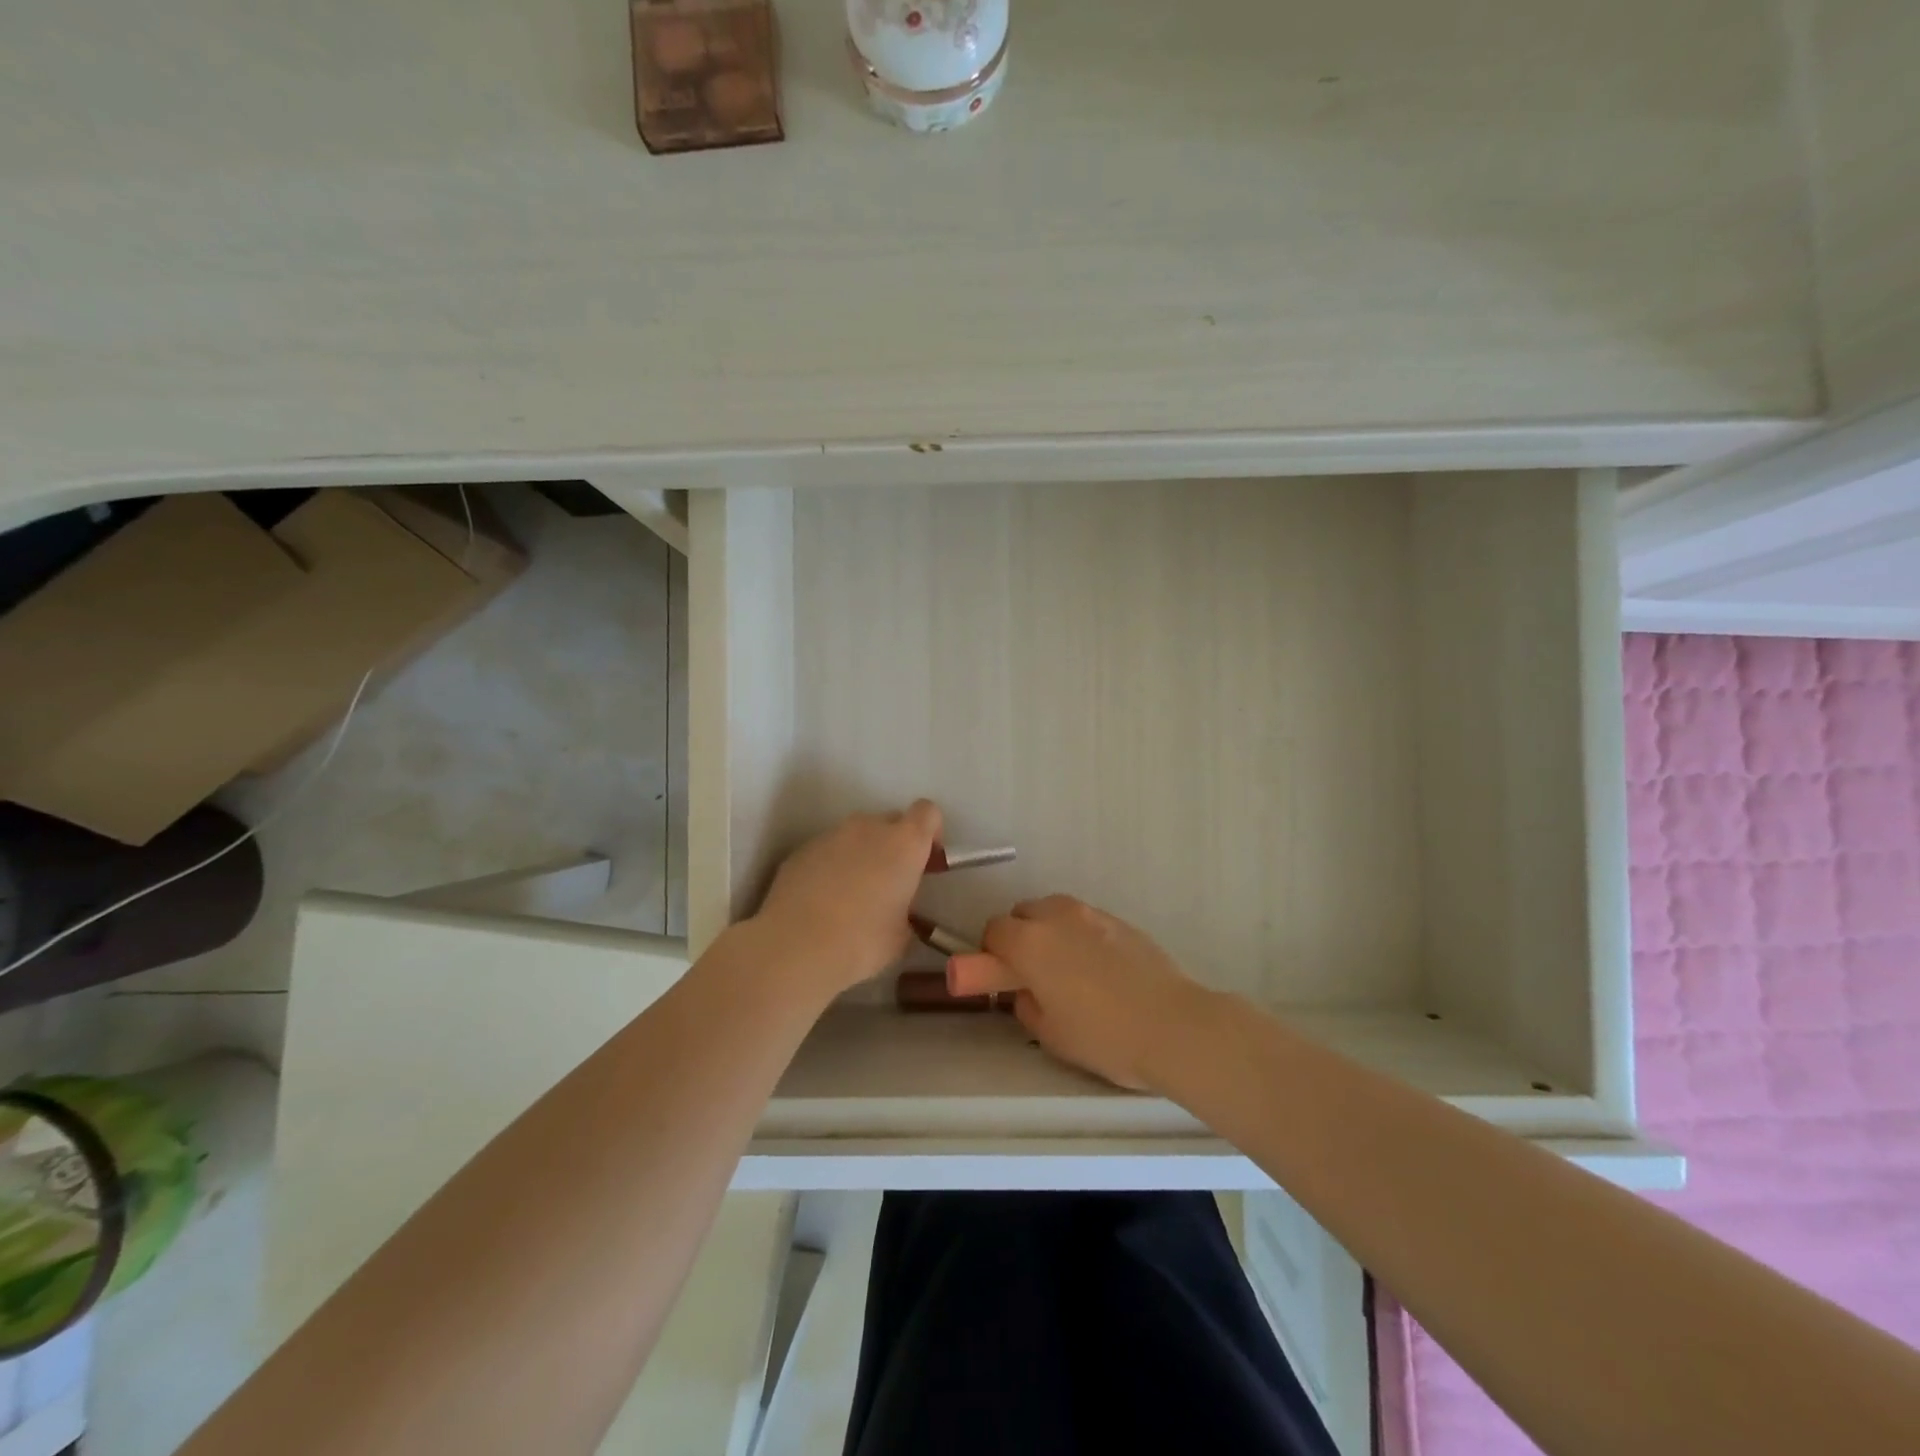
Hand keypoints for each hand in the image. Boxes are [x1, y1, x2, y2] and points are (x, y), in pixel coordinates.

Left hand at [750, 800, 942, 1000]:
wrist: (796, 947)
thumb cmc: (862, 941)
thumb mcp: (902, 935)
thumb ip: (906, 911)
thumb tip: (898, 913)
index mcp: (904, 843)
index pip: (927, 812)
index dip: (931, 831)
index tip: (926, 859)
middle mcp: (868, 828)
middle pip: (891, 821)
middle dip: (895, 844)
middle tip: (890, 882)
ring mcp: (831, 835)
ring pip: (856, 835)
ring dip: (862, 854)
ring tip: (852, 895)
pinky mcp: (801, 850)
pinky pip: (827, 850)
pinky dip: (832, 866)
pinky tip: (823, 901)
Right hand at [947, 895, 1208, 1091]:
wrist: (1173, 1025)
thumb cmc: (1103, 1035)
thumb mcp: (1049, 1033)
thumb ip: (1026, 1004)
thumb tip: (1028, 991)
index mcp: (1030, 942)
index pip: (993, 930)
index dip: (990, 953)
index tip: (999, 977)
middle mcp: (1057, 916)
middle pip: (1023, 913)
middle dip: (1019, 937)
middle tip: (1030, 973)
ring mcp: (1092, 915)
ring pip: (1055, 912)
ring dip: (1049, 932)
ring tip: (1066, 970)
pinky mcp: (1121, 921)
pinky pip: (1085, 922)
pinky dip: (1079, 937)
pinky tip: (1098, 970)